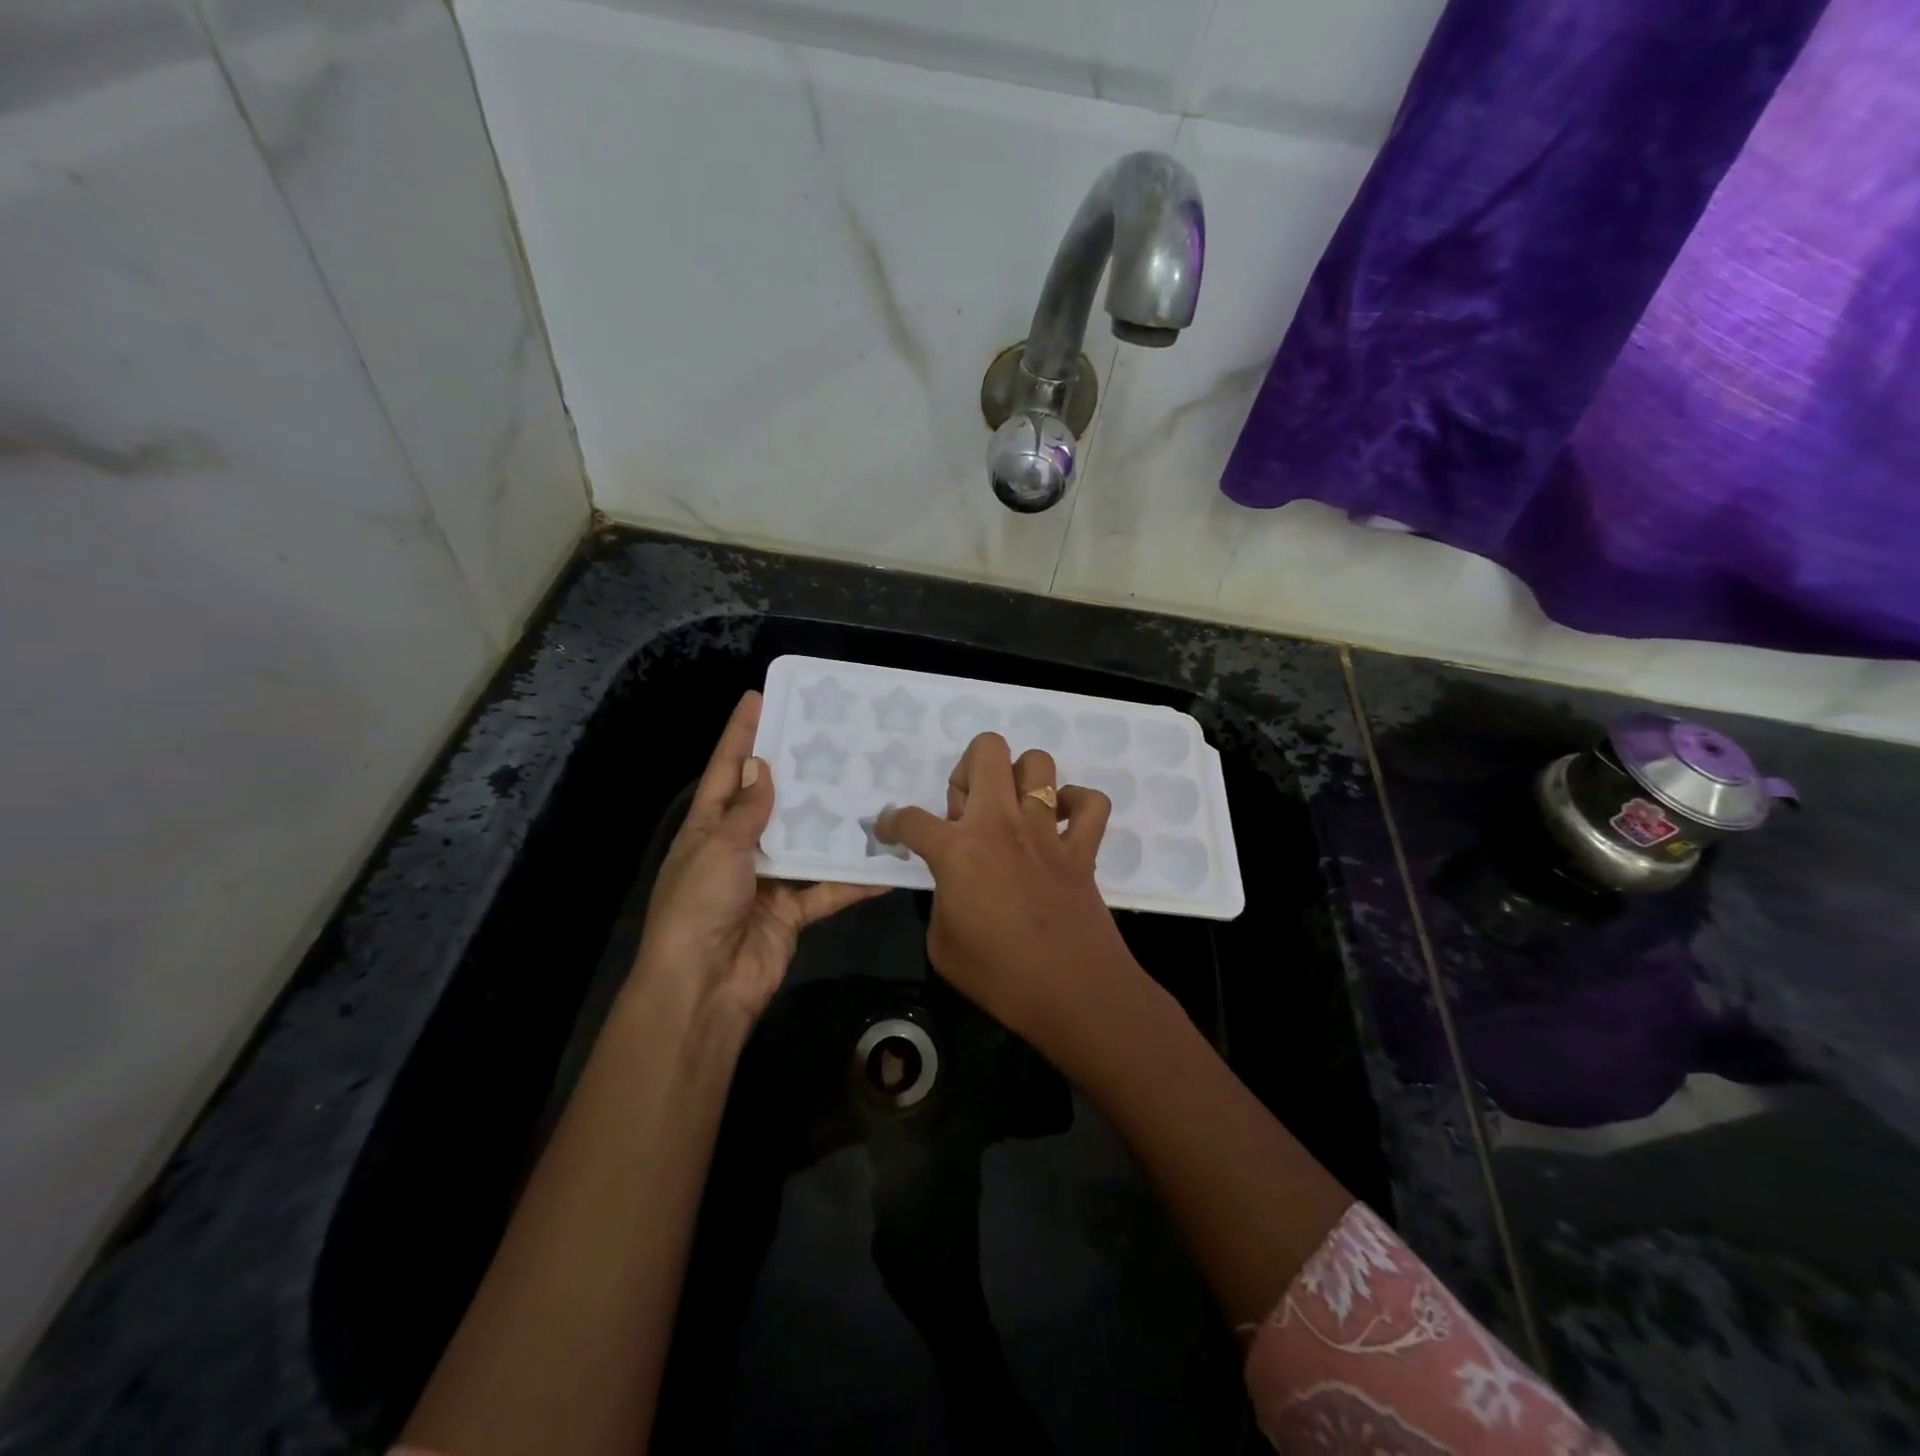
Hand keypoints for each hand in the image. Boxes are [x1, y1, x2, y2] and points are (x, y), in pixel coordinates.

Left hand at [635, 691, 880, 1022]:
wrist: (704, 988)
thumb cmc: (699, 907)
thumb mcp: (719, 849)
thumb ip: (745, 811)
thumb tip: (759, 768)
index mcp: (708, 828)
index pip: (725, 770)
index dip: (740, 734)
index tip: (760, 697)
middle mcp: (738, 848)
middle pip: (771, 802)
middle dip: (797, 772)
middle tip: (832, 738)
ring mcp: (768, 880)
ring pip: (806, 842)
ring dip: (832, 824)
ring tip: (868, 788)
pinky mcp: (793, 911)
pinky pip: (827, 888)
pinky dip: (854, 880)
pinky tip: (886, 864)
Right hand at [875, 733, 1133, 1050]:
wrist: (1073, 994)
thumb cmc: (998, 976)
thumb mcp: (942, 944)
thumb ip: (941, 899)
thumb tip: (954, 884)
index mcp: (958, 850)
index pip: (910, 819)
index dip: (892, 823)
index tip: (891, 830)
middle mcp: (1001, 825)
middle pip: (986, 751)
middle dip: (966, 769)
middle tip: (965, 811)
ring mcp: (1046, 831)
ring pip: (1038, 763)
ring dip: (1018, 778)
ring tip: (1010, 812)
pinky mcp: (1082, 848)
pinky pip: (1090, 803)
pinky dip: (1077, 804)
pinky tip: (1060, 824)